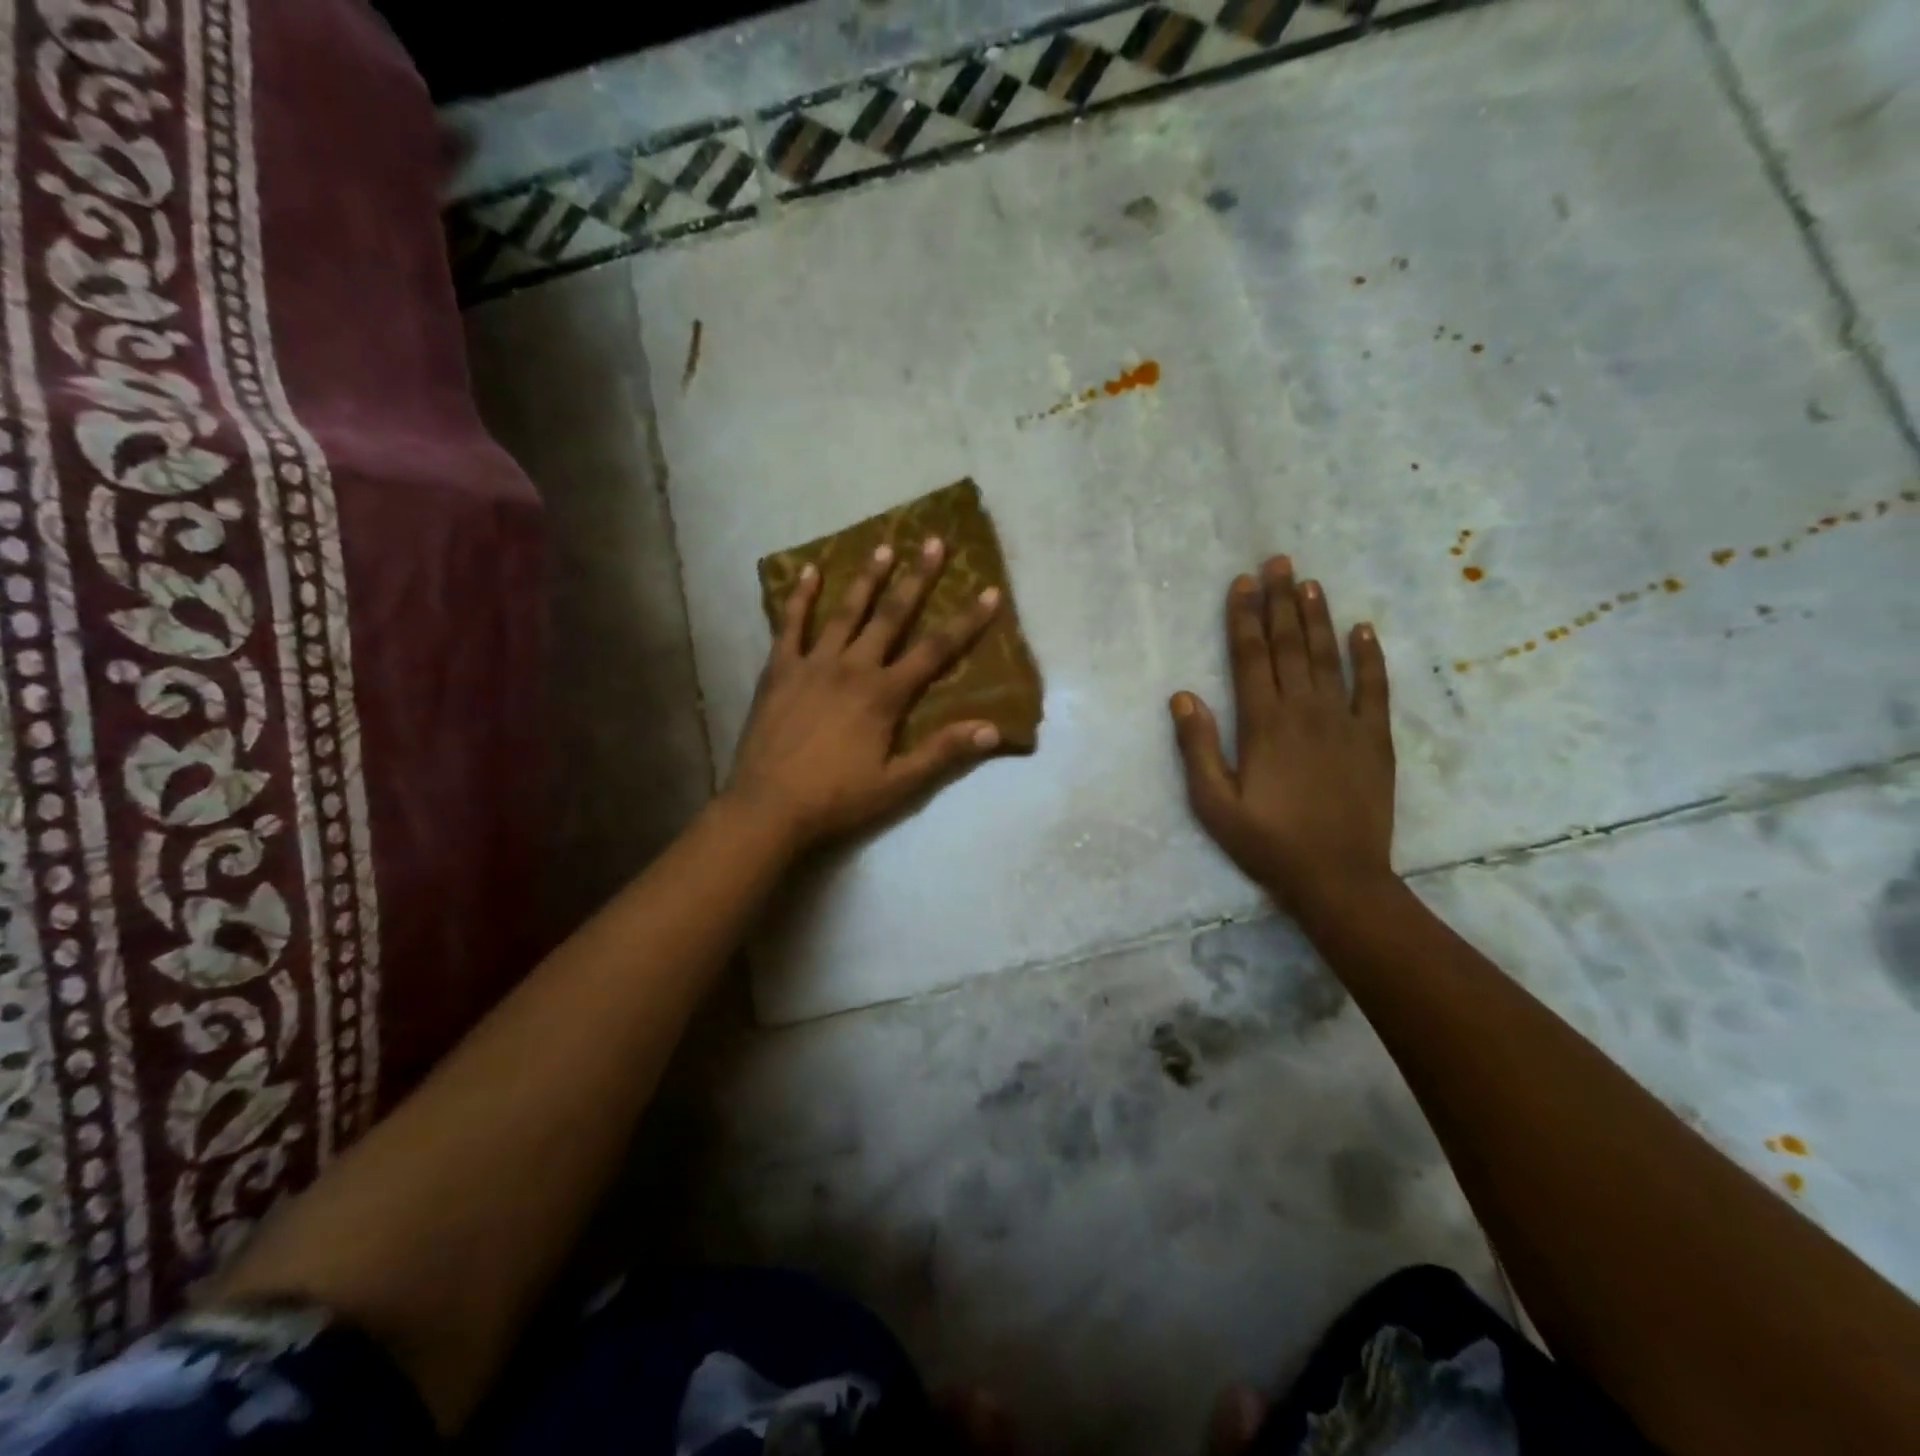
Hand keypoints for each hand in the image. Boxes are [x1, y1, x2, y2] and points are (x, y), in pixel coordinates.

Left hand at [727, 537, 1003, 848]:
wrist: (768, 807)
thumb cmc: (837, 798)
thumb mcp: (898, 784)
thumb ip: (943, 752)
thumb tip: (992, 729)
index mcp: (884, 694)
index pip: (935, 649)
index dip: (966, 620)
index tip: (988, 591)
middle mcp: (852, 668)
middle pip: (891, 615)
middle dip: (917, 578)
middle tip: (934, 541)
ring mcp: (812, 664)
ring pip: (845, 612)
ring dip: (866, 579)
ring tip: (883, 547)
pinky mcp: (779, 670)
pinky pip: (790, 625)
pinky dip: (801, 597)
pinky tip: (810, 571)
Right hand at [1171, 556, 1396, 913]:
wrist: (1339, 877)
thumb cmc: (1267, 842)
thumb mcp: (1214, 804)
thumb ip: (1197, 747)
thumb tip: (1183, 695)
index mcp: (1263, 724)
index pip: (1251, 657)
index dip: (1244, 618)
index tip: (1242, 583)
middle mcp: (1304, 710)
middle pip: (1290, 645)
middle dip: (1281, 601)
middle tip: (1278, 561)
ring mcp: (1345, 721)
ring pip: (1329, 656)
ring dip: (1319, 616)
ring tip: (1311, 582)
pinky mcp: (1375, 738)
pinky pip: (1375, 687)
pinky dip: (1370, 656)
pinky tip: (1364, 629)